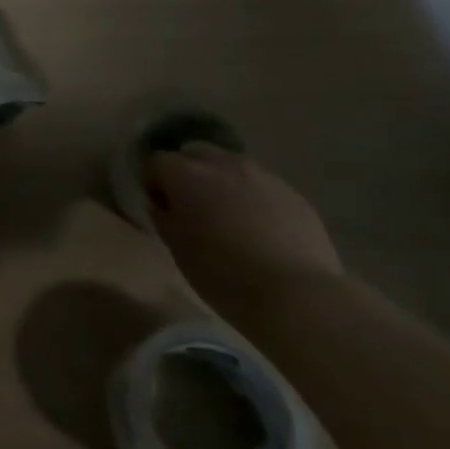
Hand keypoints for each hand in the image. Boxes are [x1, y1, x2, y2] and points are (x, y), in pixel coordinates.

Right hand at [147, 142, 342, 317]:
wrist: (295, 295)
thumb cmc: (221, 272)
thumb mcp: (176, 247)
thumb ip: (163, 216)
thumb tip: (161, 204)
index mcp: (186, 174)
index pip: (156, 162)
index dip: (154, 183)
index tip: (159, 207)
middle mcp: (222, 164)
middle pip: (196, 154)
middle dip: (189, 173)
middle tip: (192, 206)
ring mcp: (262, 176)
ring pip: (231, 167)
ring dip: (223, 183)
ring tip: (228, 216)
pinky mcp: (293, 194)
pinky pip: (262, 187)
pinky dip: (253, 199)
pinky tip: (260, 229)